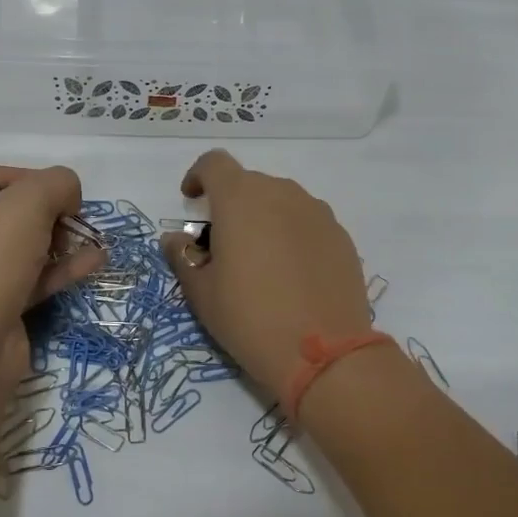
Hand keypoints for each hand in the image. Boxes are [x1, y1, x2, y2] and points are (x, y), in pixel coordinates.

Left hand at [0, 164, 104, 380]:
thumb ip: (57, 183)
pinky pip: (27, 277)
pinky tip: (95, 262)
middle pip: (6, 210)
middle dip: (47, 212)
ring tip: (90, 241)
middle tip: (71, 221)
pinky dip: (58, 268)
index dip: (26, 176)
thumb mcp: (29, 203)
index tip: (59, 193)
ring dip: (58, 241)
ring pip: (19, 246)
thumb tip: (67, 193)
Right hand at [159, 150, 372, 399]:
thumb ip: (183, 256)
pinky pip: (307, 223)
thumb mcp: (201, 293)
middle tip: (223, 246)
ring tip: (260, 263)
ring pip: (281, 202)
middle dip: (231, 205)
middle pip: (249, 184)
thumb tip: (176, 239)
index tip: (192, 201)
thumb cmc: (250, 318)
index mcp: (240, 198)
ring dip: (264, 219)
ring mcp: (317, 212)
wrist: (324, 353)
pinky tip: (291, 275)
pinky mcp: (341, 236)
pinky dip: (292, 236)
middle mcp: (282, 193)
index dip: (198, 176)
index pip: (214, 163)